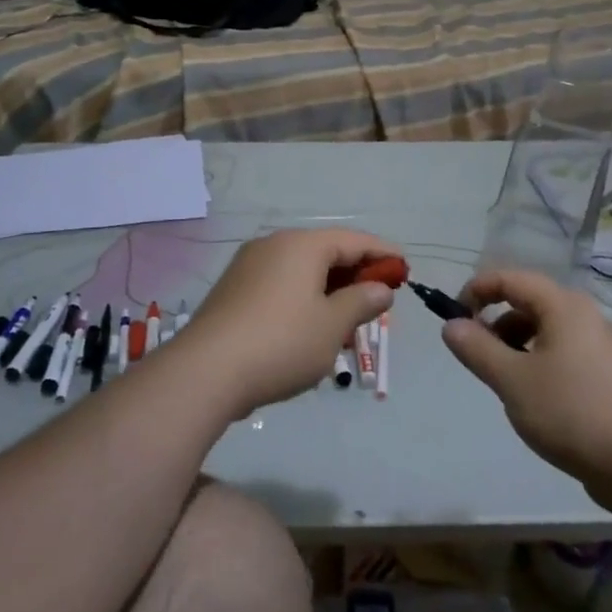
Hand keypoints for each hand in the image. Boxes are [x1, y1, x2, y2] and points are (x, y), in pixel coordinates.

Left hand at [182, 229, 398, 418]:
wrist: (205, 372)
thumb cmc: (281, 342)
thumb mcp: (332, 325)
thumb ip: (361, 302)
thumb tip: (381, 288)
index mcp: (302, 245)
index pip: (353, 240)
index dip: (383, 254)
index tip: (405, 269)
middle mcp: (274, 245)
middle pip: (326, 253)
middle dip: (355, 275)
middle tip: (378, 301)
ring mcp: (249, 266)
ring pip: (302, 271)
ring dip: (329, 291)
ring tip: (347, 322)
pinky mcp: (233, 290)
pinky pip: (280, 285)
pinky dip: (303, 299)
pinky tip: (310, 328)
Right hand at [441, 268, 611, 500]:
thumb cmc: (572, 411)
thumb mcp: (513, 380)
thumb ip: (477, 349)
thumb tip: (451, 325)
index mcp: (563, 306)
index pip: (510, 278)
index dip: (477, 290)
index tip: (455, 318)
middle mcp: (584, 316)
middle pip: (528, 303)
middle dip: (495, 323)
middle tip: (477, 356)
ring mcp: (601, 346)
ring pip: (546, 331)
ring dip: (516, 346)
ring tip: (505, 382)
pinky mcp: (609, 375)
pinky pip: (563, 354)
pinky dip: (539, 363)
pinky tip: (535, 400)